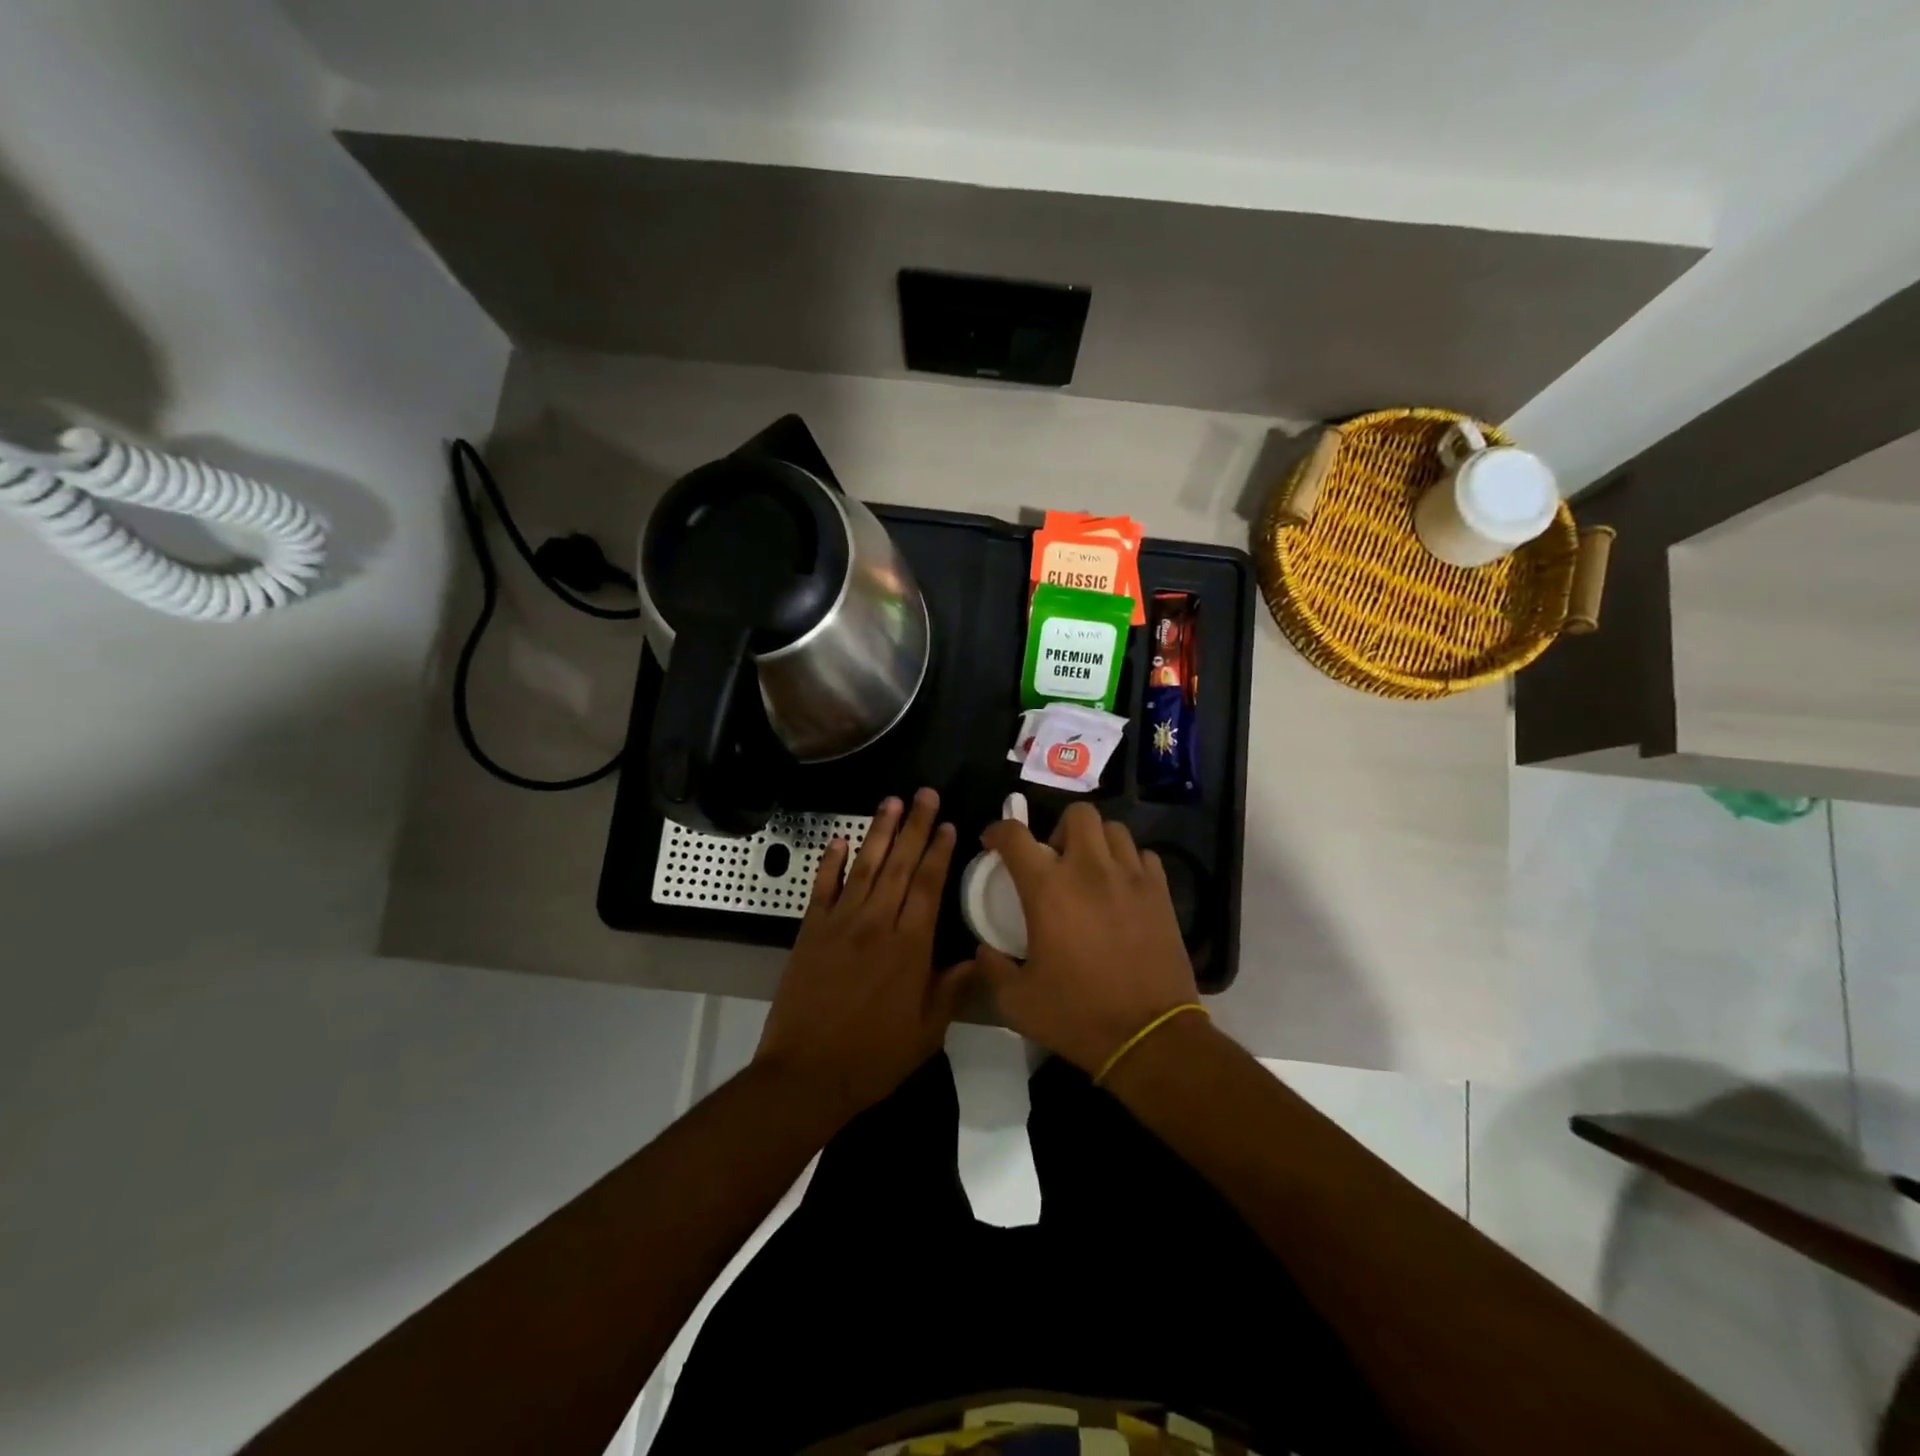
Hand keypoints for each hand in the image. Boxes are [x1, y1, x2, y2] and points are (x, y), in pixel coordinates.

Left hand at [755, 788, 973, 1117]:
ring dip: (879, 831)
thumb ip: (953, 989)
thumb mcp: (927, 1032)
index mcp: (909, 946)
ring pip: (865, 866)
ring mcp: (840, 923)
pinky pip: (822, 887)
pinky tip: (839, 839)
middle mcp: (876, 923)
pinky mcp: (810, 931)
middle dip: (914, 826)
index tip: (946, 823)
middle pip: (900, 864)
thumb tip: (980, 957)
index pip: (928, 885)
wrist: (806, 1074)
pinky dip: (831, 861)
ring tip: (891, 801)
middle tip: (924, 793)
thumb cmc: (874, 1057)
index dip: (938, 851)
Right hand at [973, 803, 1198, 1073]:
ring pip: (1114, 829)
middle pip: (1077, 814)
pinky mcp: (1161, 893)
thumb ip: (992, 969)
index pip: (1015, 836)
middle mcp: (1090, 870)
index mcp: (1048, 889)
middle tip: (1053, 859)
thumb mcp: (1016, 1002)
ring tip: (1090, 869)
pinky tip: (1122, 886)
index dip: (998, 830)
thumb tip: (985, 950)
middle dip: (1058, 827)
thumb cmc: (1078, 1015)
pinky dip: (1129, 862)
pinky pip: (1144, 855)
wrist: (1149, 1036)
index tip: (993, 843)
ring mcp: (1131, 878)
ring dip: (1096, 841)